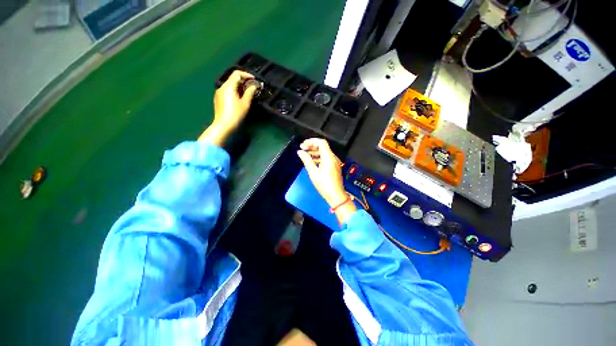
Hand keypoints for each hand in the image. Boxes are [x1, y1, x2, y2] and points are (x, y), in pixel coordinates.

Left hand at [198, 70, 257, 144]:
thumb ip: (250, 91)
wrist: (222, 127)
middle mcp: (222, 87)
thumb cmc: (235, 114)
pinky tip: (238, 98)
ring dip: (238, 86)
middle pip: (233, 78)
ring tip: (246, 93)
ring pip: (229, 84)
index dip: (246, 75)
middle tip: (251, 86)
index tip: (253, 80)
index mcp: (228, 86)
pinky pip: (226, 90)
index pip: (237, 74)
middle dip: (243, 80)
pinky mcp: (217, 99)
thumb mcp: (245, 103)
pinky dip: (233, 90)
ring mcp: (218, 93)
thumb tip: (254, 86)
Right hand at [297, 138, 356, 223]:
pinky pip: (326, 158)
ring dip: (314, 151)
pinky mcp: (334, 166)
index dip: (311, 141)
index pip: (321, 142)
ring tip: (305, 155)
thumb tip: (300, 152)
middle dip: (312, 146)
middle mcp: (333, 158)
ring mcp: (334, 162)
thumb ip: (306, 160)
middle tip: (302, 149)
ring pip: (324, 152)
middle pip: (323, 146)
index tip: (303, 144)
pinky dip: (318, 157)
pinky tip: (312, 161)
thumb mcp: (313, 173)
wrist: (336, 195)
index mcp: (328, 158)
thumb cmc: (325, 186)